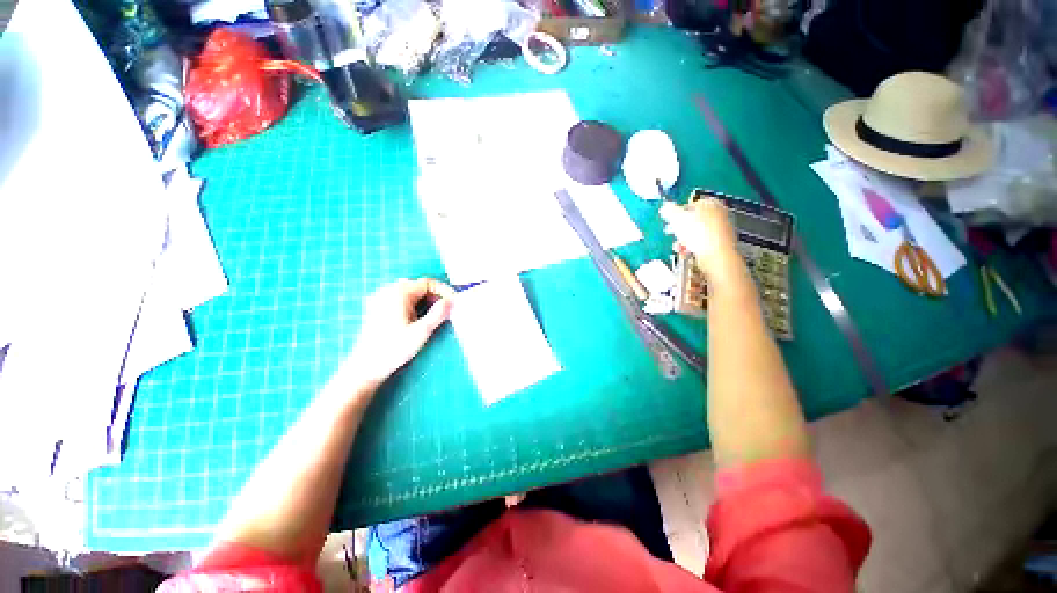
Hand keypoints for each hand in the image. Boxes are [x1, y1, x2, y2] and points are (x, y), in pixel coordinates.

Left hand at [348, 278, 455, 387]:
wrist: (366, 367)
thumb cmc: (394, 349)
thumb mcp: (421, 331)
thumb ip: (439, 313)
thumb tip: (454, 300)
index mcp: (399, 293)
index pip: (428, 283)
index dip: (444, 291)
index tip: (455, 303)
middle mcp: (388, 290)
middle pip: (419, 286)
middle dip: (436, 296)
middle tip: (448, 310)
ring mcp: (380, 299)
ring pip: (411, 292)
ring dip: (426, 300)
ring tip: (436, 315)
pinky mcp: (377, 308)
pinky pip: (401, 298)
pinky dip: (414, 304)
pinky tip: (418, 318)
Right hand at [660, 198, 740, 280]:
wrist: (716, 253)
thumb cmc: (698, 232)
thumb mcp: (677, 219)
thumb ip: (669, 211)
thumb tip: (665, 207)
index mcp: (709, 203)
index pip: (690, 205)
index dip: (678, 214)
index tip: (670, 221)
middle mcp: (719, 213)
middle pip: (694, 220)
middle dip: (680, 229)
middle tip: (671, 234)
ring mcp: (722, 229)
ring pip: (697, 233)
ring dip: (684, 240)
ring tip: (678, 247)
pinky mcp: (722, 243)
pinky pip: (703, 243)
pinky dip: (693, 247)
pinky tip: (686, 252)